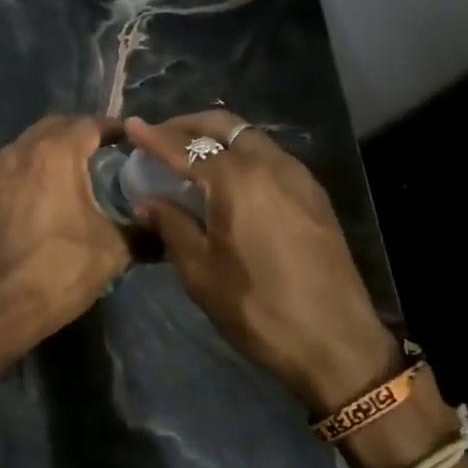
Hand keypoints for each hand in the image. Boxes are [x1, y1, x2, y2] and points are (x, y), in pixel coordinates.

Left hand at [0, 115, 131, 381]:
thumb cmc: (60, 269)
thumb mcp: (113, 251)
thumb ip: (145, 234)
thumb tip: (169, 233)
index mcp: (56, 153)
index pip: (90, 125)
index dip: (114, 128)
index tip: (133, 140)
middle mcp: (23, 150)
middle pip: (57, 126)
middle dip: (82, 131)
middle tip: (107, 148)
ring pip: (32, 143)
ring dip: (55, 147)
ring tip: (81, 167)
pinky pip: (16, 164)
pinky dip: (35, 166)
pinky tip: (51, 189)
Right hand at [124, 110, 399, 412]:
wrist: (336, 342)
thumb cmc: (258, 308)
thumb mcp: (200, 271)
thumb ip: (172, 226)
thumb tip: (147, 200)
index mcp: (237, 181)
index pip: (185, 147)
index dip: (154, 137)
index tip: (131, 126)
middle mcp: (269, 165)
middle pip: (223, 125)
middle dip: (187, 125)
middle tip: (160, 137)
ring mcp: (298, 177)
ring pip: (249, 137)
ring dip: (217, 137)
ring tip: (191, 156)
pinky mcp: (313, 195)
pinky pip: (269, 156)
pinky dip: (241, 154)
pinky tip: (228, 179)